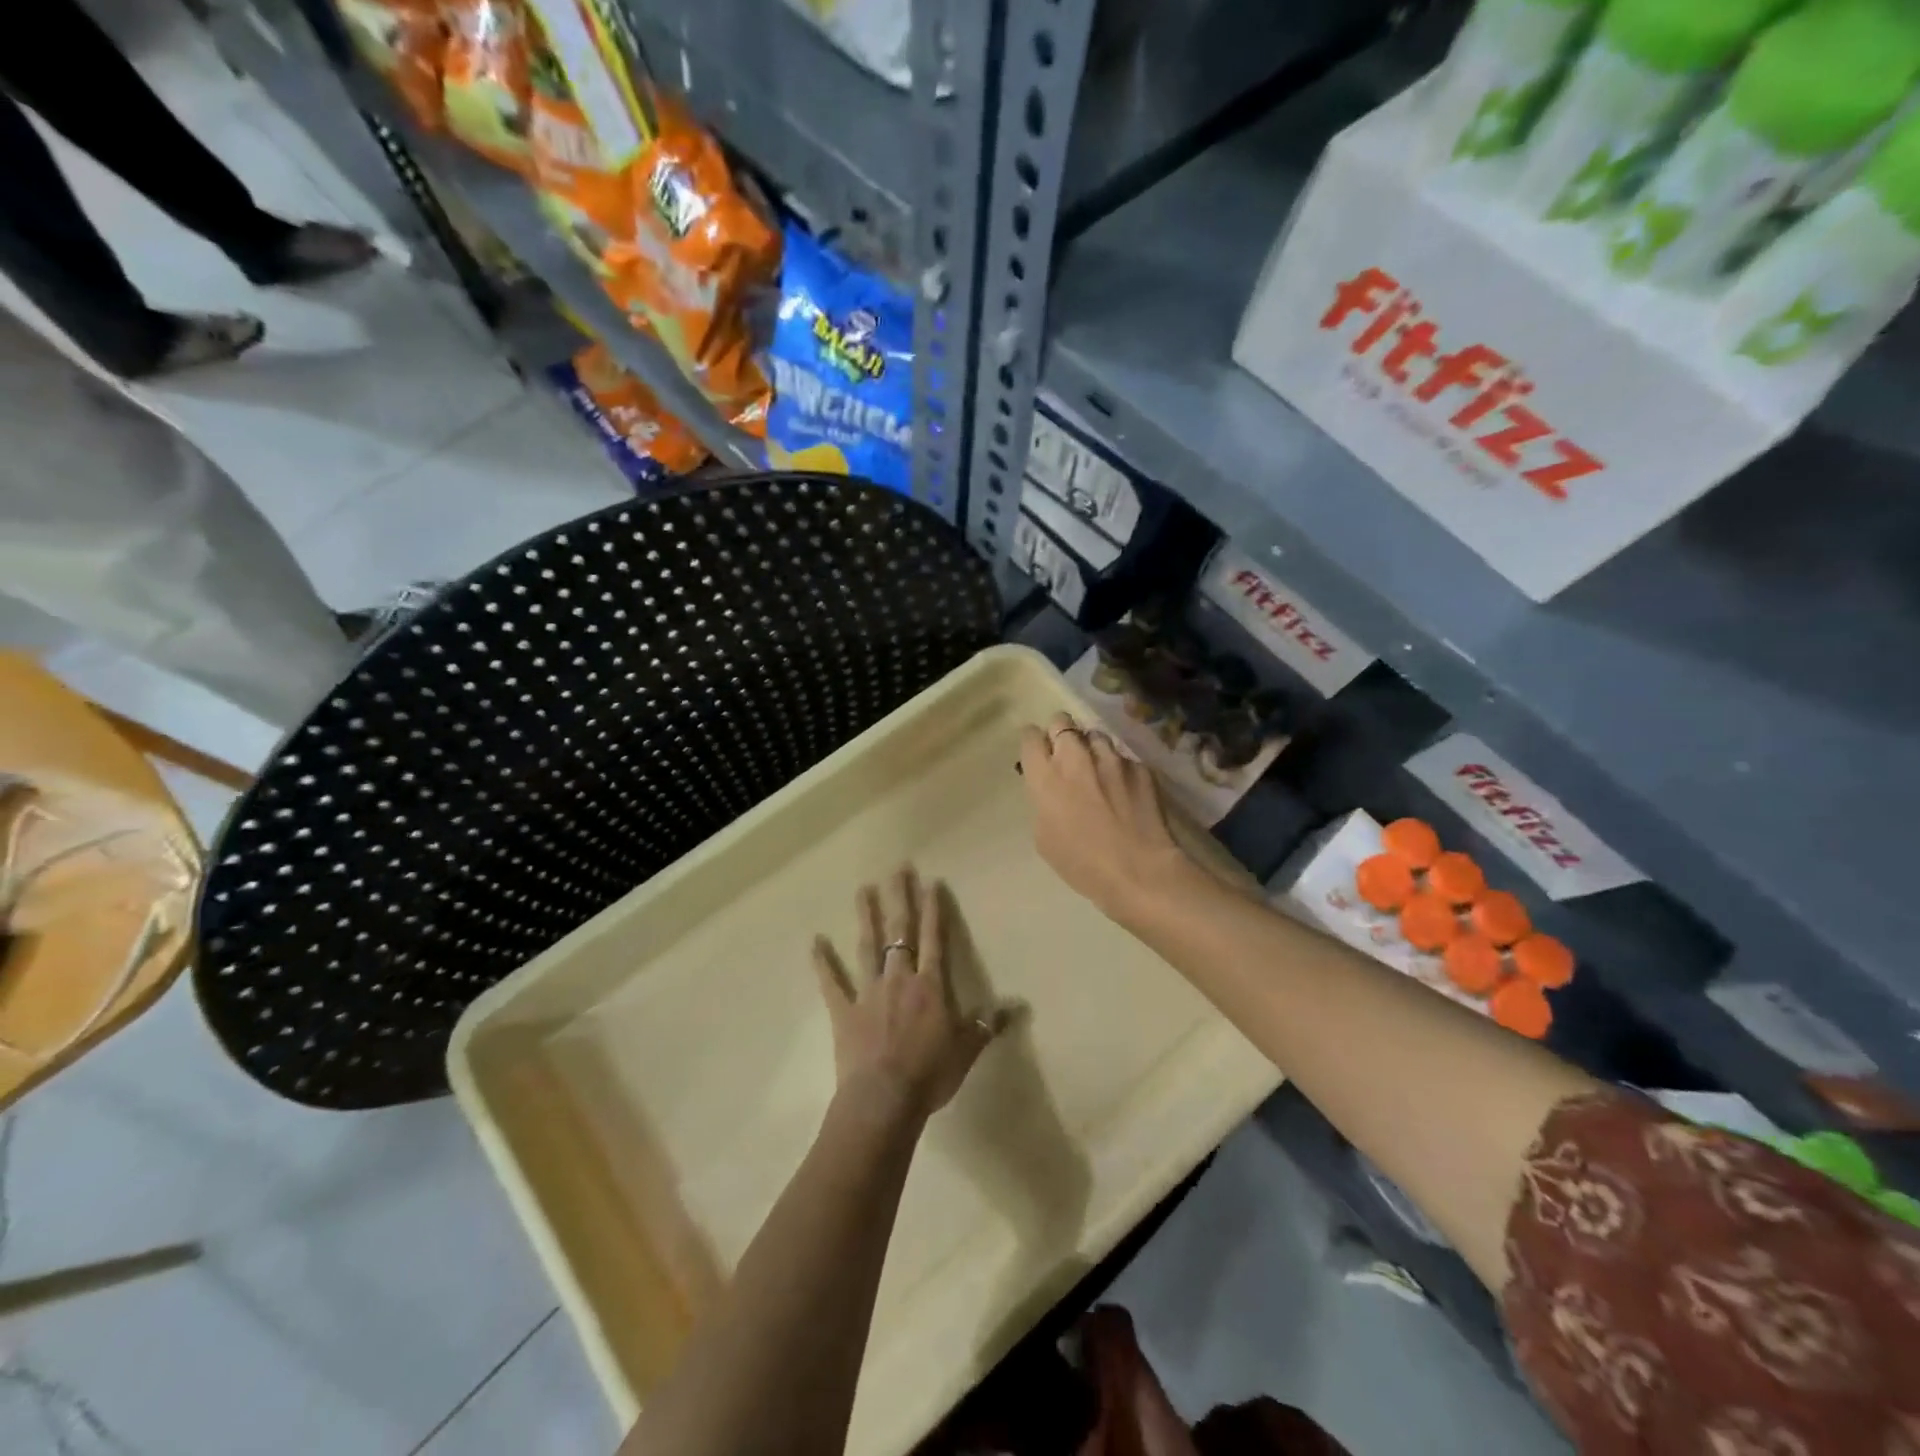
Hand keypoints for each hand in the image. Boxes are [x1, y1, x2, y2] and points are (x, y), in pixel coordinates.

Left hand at [812, 867, 1001, 1125]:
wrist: (884, 1100)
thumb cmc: (930, 1074)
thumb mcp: (967, 1050)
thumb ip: (986, 1025)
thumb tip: (1015, 1007)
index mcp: (930, 986)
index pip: (934, 939)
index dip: (933, 910)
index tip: (931, 882)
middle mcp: (899, 979)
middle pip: (900, 931)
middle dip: (900, 898)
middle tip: (898, 868)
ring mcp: (868, 992)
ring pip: (867, 946)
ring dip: (866, 916)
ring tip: (864, 889)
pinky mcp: (844, 1010)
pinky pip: (831, 982)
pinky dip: (823, 962)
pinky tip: (816, 941)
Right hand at [1018, 712, 1195, 919]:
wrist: (1137, 870)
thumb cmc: (1081, 863)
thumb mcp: (1044, 836)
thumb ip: (1043, 801)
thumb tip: (1052, 789)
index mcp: (1045, 776)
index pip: (1030, 736)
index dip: (1033, 743)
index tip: (1038, 754)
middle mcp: (1075, 757)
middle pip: (1062, 721)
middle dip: (1060, 733)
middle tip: (1066, 755)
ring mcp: (1111, 758)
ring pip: (1095, 735)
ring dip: (1092, 748)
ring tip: (1099, 771)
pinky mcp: (1140, 766)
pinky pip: (1123, 758)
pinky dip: (1120, 769)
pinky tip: (1125, 791)